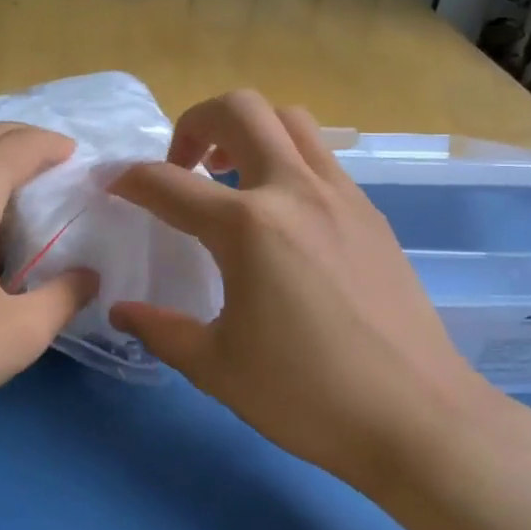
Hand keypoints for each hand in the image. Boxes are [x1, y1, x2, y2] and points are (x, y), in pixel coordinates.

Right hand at [109, 91, 530, 487]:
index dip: (128, 180)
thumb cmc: (307, 395)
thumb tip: (120, 311)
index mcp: (248, 226)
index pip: (168, 183)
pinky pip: (320, 156)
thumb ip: (160, 329)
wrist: (419, 419)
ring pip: (289, 120)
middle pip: (239, 109)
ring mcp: (341, 195)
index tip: (111, 186)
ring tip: (230, 178)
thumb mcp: (216, 367)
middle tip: (181, 167)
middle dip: (194, 123)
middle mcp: (294, 191)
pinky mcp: (371, 213)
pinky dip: (286, 159)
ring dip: (247, 131)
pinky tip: (280, 215)